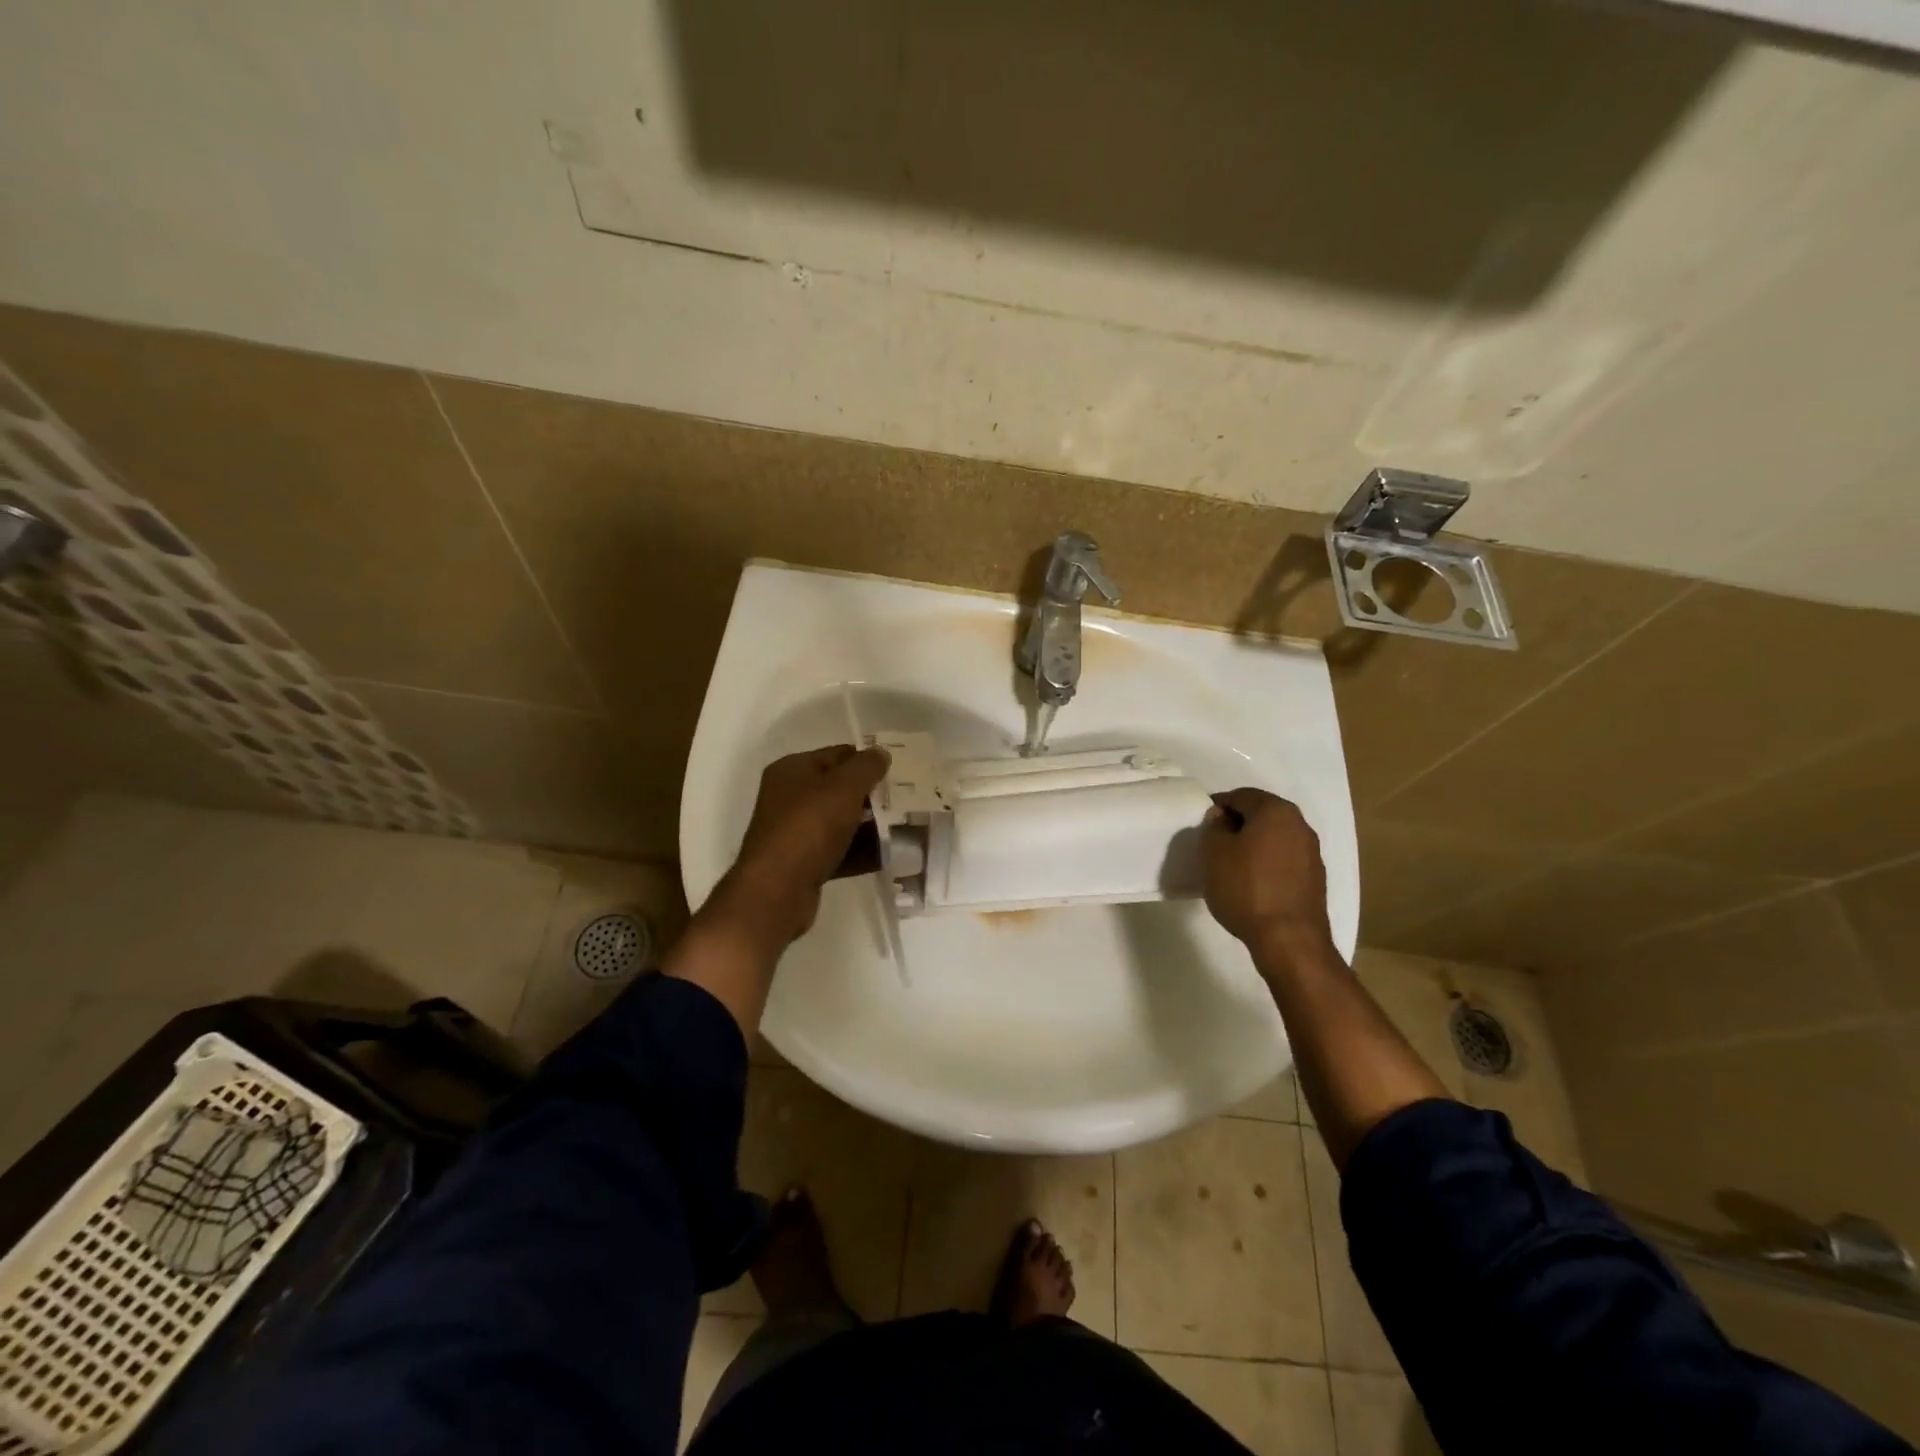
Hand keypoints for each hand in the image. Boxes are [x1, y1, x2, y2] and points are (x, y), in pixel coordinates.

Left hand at [705, 744, 889, 950]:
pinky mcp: (803, 863)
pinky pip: (838, 850)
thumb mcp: (843, 788)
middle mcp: (789, 797)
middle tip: (905, 801)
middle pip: (839, 789)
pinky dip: (860, 852)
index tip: (898, 772)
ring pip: (841, 822)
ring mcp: (795, 832)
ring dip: (870, 826)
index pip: (837, 754)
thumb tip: (880, 753)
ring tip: (905, 829)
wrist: (776, 891)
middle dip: (872, 795)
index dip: (867, 761)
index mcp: (793, 770)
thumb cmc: (809, 827)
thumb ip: (866, 766)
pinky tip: (889, 856)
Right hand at [1200, 787, 1333, 957]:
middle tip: (1214, 844)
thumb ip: (1214, 827)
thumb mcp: (1214, 853)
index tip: (1202, 825)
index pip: (1240, 795)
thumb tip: (1222, 817)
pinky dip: (1267, 863)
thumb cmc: (1246, 888)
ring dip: (1253, 844)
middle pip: (1261, 814)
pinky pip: (1284, 859)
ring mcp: (1312, 852)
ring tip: (1231, 865)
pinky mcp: (1315, 878)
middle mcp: (1299, 825)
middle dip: (1237, 824)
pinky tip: (1252, 882)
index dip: (1217, 806)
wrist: (1289, 940)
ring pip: (1274, 837)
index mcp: (1276, 811)